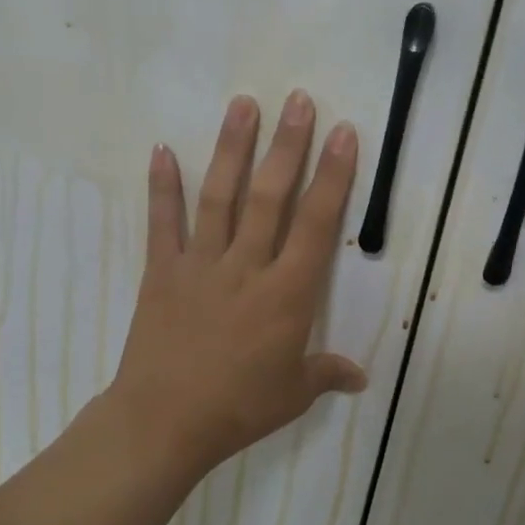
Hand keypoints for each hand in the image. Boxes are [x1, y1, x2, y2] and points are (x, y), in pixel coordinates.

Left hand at [110, 91, 366, 472]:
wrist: (163, 424)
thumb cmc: (238, 409)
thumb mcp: (293, 394)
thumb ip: (328, 374)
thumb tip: (362, 377)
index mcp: (287, 294)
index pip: (317, 223)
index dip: (334, 176)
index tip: (344, 134)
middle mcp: (247, 267)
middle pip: (272, 196)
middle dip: (289, 146)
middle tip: (299, 100)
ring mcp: (201, 265)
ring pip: (221, 197)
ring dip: (232, 149)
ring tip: (244, 105)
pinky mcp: (163, 272)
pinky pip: (162, 223)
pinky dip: (162, 186)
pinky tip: (161, 149)